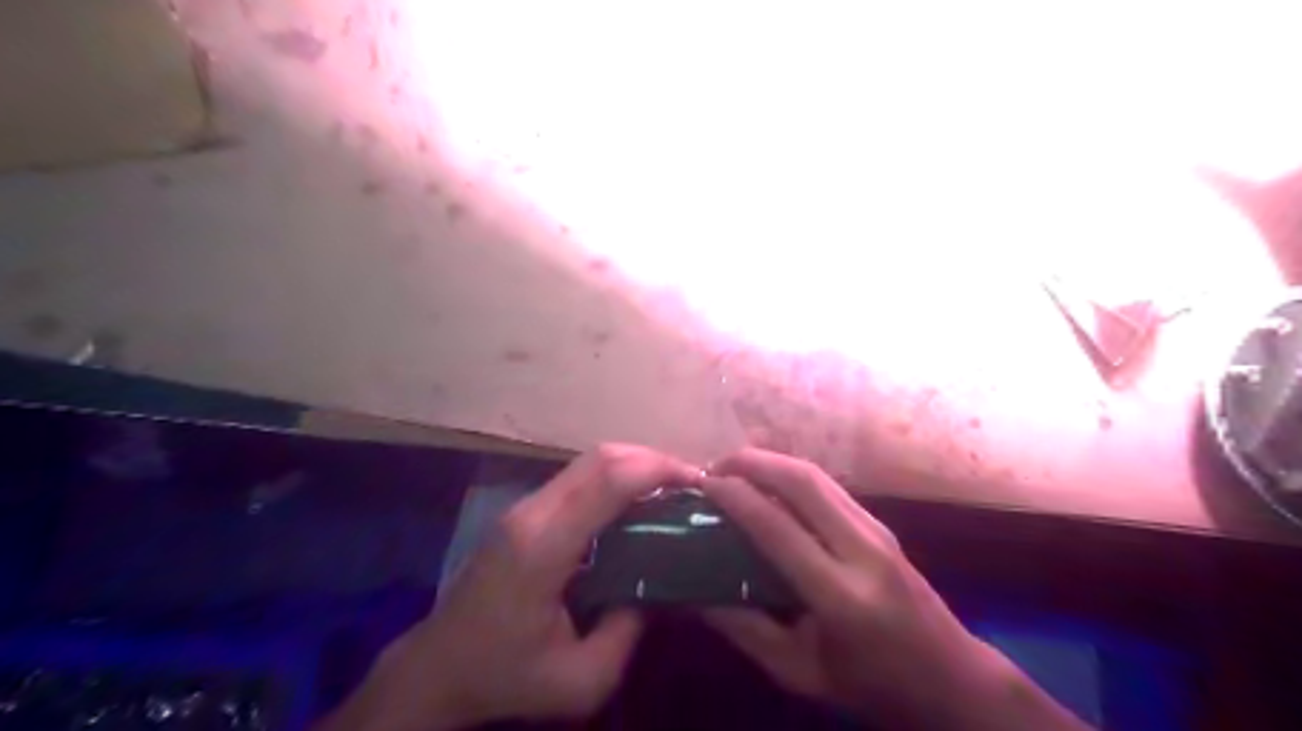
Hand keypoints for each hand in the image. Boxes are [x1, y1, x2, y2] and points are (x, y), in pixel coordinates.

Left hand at [321, 443, 696, 729]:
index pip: (609, 482)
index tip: (698, 481)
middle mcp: (533, 512)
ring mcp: (524, 507)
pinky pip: (578, 478)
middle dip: (652, 459)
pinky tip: (635, 501)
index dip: (658, 470)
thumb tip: (659, 585)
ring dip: (634, 464)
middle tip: (691, 482)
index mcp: (544, 547)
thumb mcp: (581, 679)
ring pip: (588, 462)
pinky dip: (614, 477)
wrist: (437, 668)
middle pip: (601, 457)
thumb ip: (628, 631)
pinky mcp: (524, 513)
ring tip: (671, 487)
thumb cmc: (505, 677)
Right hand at [702, 448, 1091, 727]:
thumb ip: (744, 629)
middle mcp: (862, 550)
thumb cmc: (871, 686)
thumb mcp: (799, 671)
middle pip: (802, 481)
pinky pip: (829, 487)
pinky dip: (792, 475)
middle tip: (715, 467)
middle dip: (753, 462)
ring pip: (817, 475)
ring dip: (772, 462)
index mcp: (840, 595)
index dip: (735, 497)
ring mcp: (878, 531)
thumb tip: (694, 593)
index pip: (776, 527)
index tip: (702, 485)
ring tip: (736, 469)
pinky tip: (770, 485)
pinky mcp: (881, 525)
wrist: (951, 680)